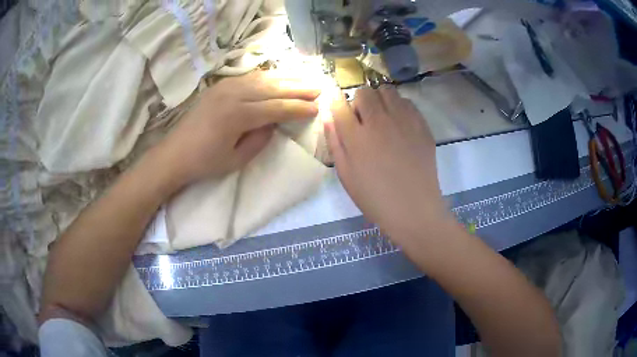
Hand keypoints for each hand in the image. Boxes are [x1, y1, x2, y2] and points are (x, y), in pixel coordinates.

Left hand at [155, 71, 320, 186]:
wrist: (174, 154)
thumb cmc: (205, 162)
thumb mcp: (237, 160)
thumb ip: (260, 139)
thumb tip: (275, 123)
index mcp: (238, 115)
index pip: (277, 107)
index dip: (298, 108)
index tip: (316, 107)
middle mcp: (233, 94)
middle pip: (273, 88)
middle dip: (298, 88)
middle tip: (318, 87)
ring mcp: (224, 86)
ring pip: (262, 78)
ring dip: (285, 78)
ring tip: (305, 78)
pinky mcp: (219, 85)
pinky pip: (249, 77)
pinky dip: (267, 76)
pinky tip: (277, 77)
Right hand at [325, 85, 454, 243]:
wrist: (414, 209)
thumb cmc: (374, 197)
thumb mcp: (346, 174)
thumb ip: (335, 142)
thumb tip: (327, 115)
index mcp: (357, 137)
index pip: (339, 104)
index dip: (335, 101)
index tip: (337, 105)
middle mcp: (380, 122)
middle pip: (364, 92)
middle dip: (359, 101)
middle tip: (362, 118)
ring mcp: (404, 122)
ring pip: (387, 91)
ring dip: (380, 100)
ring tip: (382, 117)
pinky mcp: (422, 126)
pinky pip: (407, 102)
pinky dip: (399, 107)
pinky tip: (400, 124)